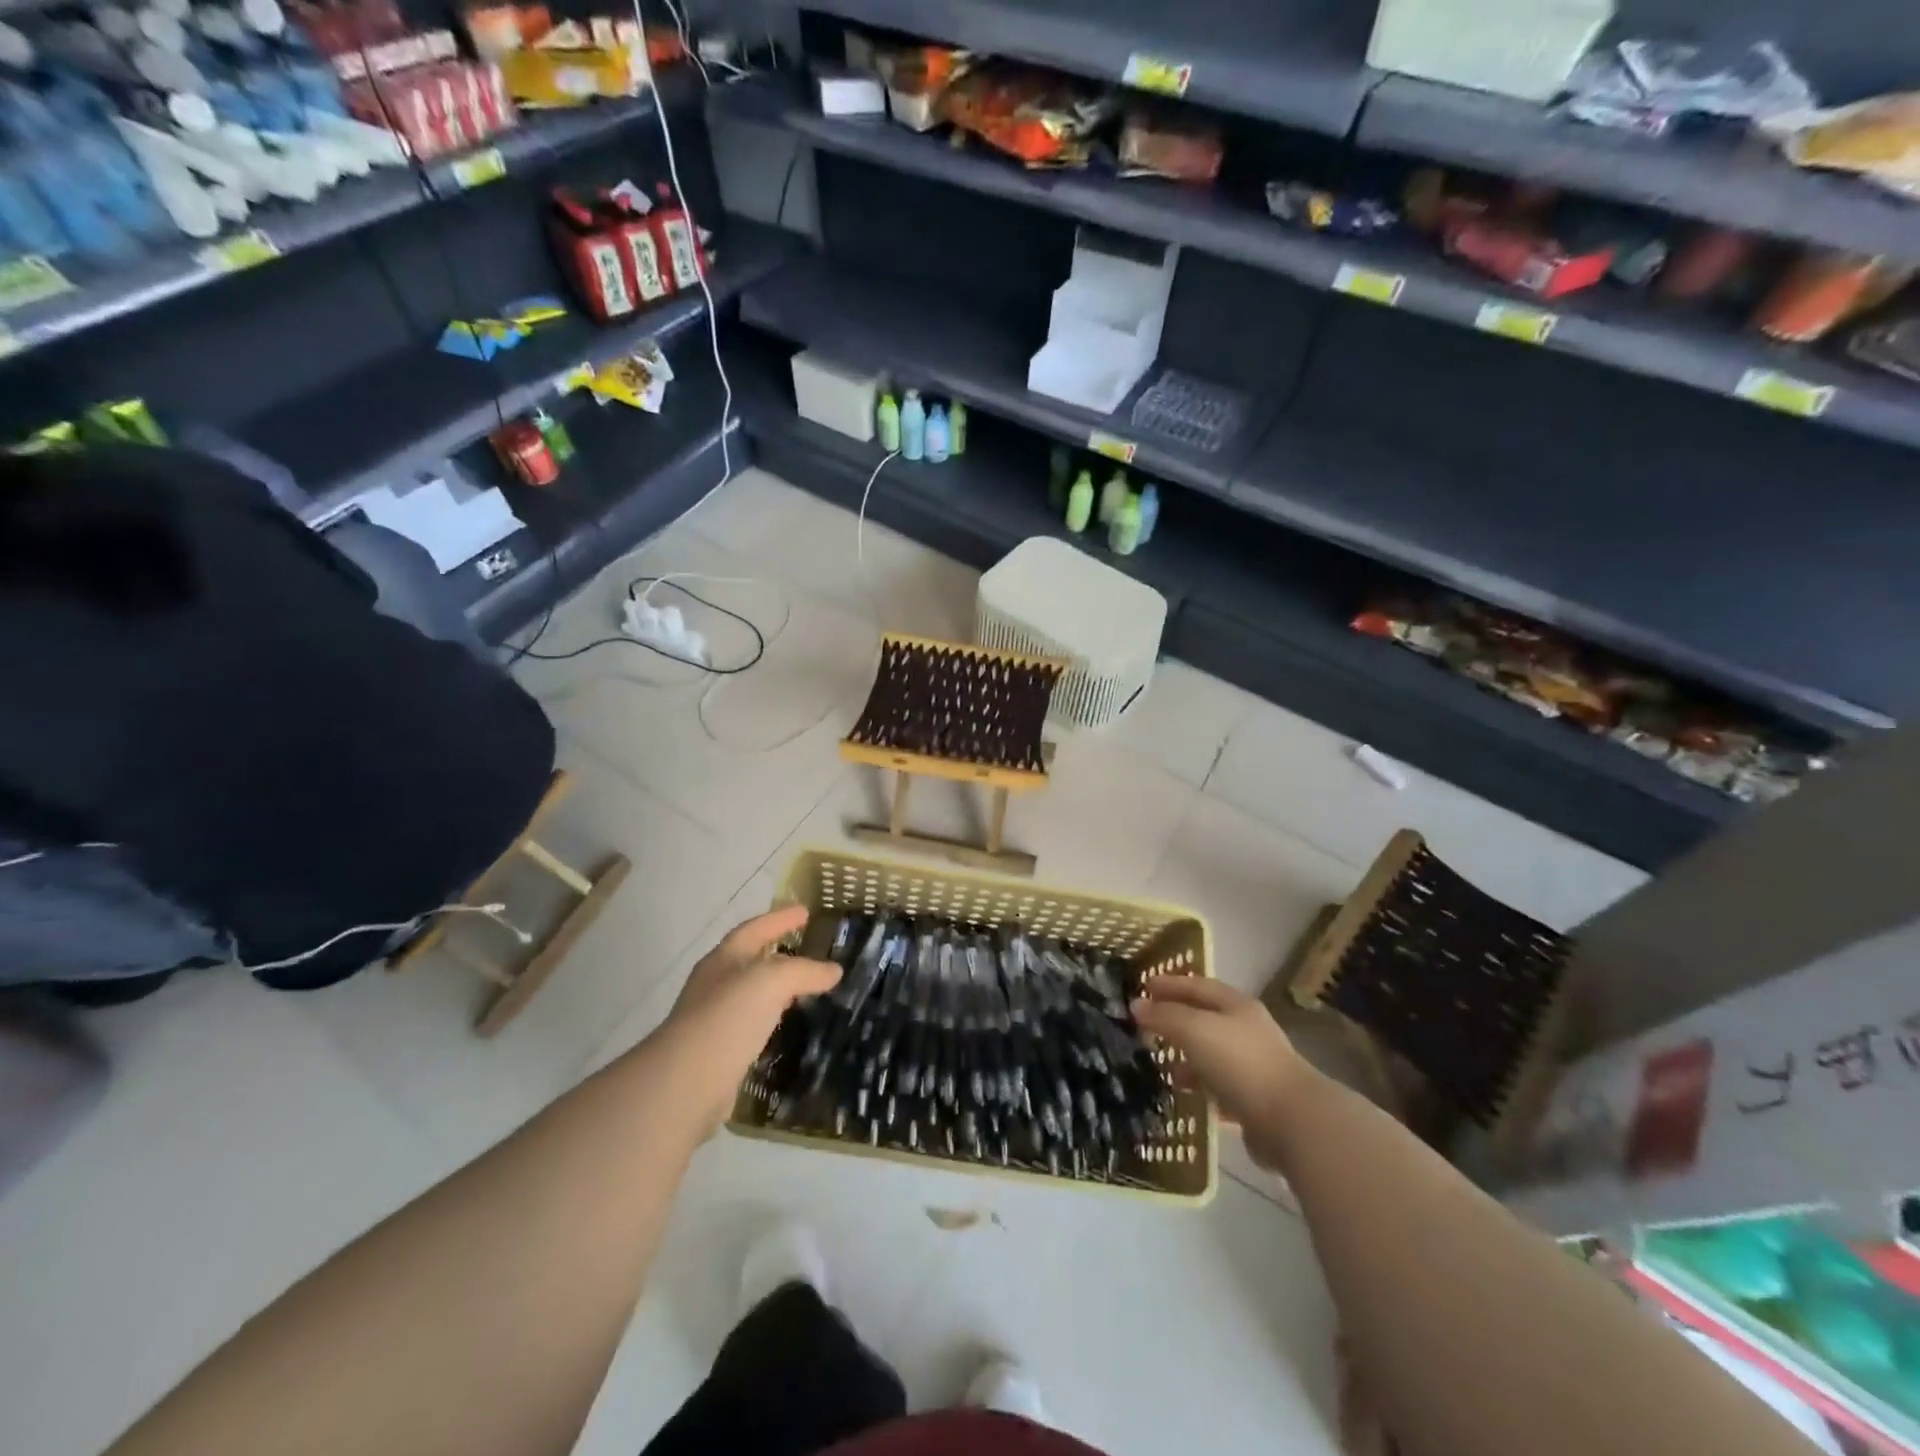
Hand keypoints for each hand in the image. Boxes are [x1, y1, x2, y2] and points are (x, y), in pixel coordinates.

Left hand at [656, 905, 840, 1136]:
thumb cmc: (728, 1018)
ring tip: (805, 989)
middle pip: (750, 959)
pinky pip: (753, 1025)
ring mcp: (715, 1019)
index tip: (805, 911)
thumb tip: (834, 970)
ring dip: (777, 988)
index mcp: (724, 959)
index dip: (780, 918)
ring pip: (752, 994)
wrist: (687, 1082)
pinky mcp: (720, 1052)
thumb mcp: (772, 981)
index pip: (755, 929)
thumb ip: (804, 971)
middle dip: (778, 952)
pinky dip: (772, 1019)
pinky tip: (787, 1027)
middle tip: (809, 949)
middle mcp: (716, 984)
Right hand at [1132, 976, 1313, 1171]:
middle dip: (1176, 1019)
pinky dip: (1199, 1084)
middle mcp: (1247, 1030)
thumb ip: (1165, 1016)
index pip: (1198, 985)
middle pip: (1205, 1018)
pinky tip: (1182, 1092)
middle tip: (1145, 1024)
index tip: (1143, 986)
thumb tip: (1136, 1005)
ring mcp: (1253, 1066)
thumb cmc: (1240, 1063)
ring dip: (1185, 1055)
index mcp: (1237, 1005)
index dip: (1171, 983)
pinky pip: (1218, 1085)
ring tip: (1158, 1062)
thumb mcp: (1195, 1030)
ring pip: (1211, 1053)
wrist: (1291, 1122)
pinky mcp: (1255, 1100)